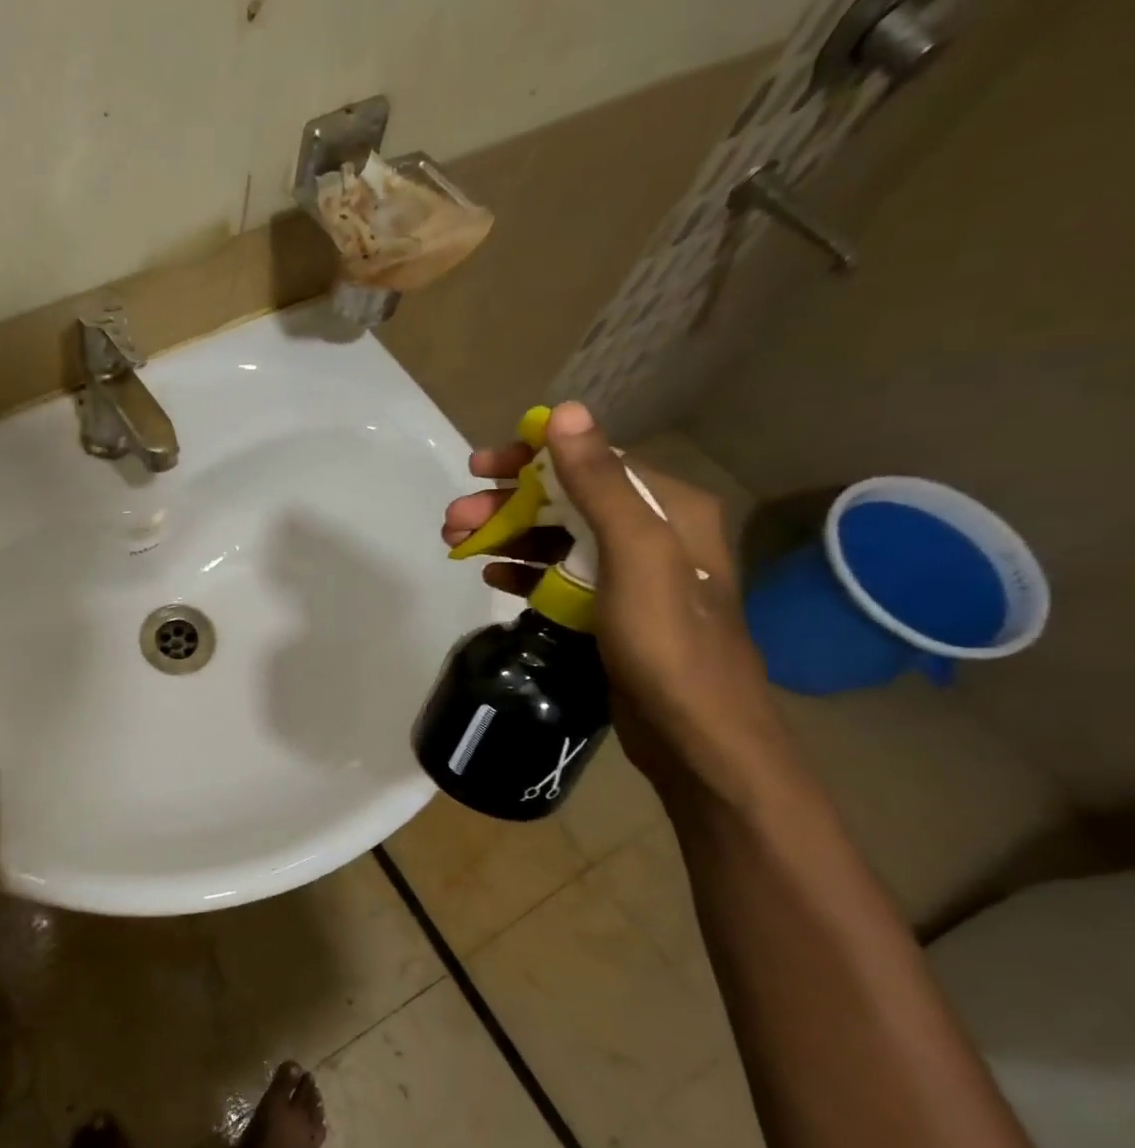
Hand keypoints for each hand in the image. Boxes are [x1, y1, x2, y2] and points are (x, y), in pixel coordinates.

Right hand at [443, 402, 791, 801]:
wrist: (696, 735)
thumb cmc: (668, 641)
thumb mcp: (636, 555)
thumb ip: (600, 483)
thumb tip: (565, 413)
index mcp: (668, 508)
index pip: (592, 461)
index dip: (532, 457)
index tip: (479, 466)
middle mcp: (652, 533)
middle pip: (566, 500)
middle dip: (506, 504)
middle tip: (452, 519)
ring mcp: (630, 575)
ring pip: (557, 539)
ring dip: (506, 535)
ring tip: (456, 544)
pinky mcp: (610, 611)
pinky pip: (559, 576)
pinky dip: (524, 570)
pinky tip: (491, 574)